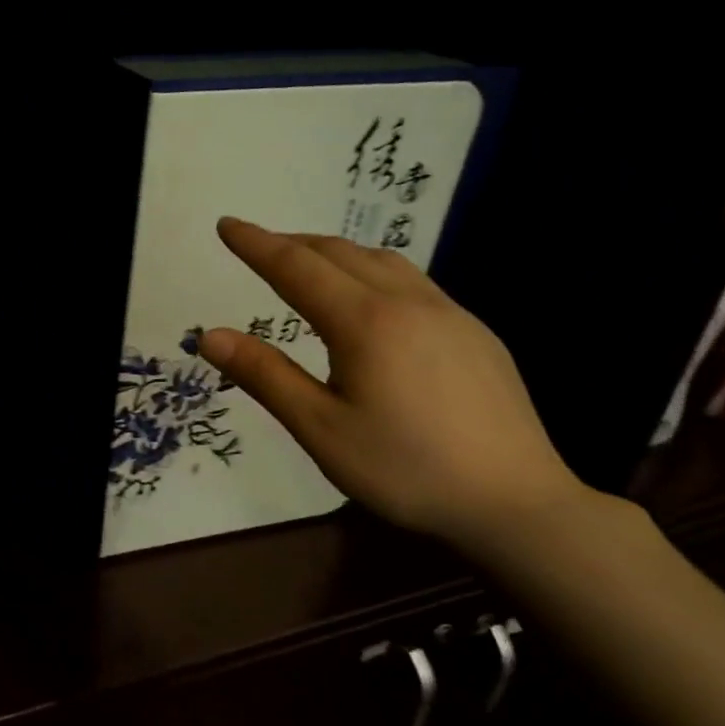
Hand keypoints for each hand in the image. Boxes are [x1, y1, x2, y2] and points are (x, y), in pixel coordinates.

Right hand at [198, 217, 588, 548]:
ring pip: (382, 261)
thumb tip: (209, 335)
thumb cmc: (404, 469)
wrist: (515, 501)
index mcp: (365, 322)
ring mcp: (450, 314)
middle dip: (292, 243)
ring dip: (334, 253)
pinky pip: (412, 282)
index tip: (226, 224)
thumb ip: (264, 376)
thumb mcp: (319, 428)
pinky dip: (371, 272)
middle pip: (340, 253)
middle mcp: (408, 302)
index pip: (296, 267)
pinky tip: (370, 302)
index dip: (256, 244)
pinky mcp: (475, 333)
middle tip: (256, 245)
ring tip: (307, 265)